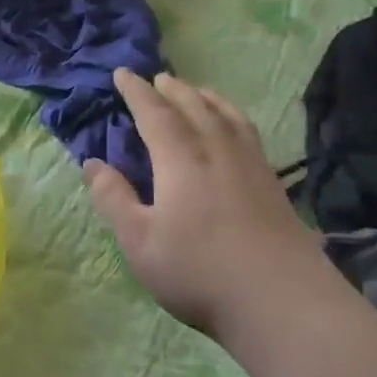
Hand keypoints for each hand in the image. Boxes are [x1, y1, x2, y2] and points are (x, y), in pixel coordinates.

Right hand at [83, 70, 325, 344]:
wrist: (283, 303)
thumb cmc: (200, 272)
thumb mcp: (140, 241)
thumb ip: (113, 198)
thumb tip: (93, 163)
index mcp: (180, 158)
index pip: (154, 113)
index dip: (136, 91)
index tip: (122, 73)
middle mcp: (217, 150)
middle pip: (194, 106)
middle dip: (172, 89)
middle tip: (158, 78)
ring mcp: (251, 165)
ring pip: (226, 115)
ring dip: (206, 97)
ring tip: (196, 91)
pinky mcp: (274, 185)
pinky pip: (248, 132)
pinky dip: (233, 116)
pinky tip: (234, 130)